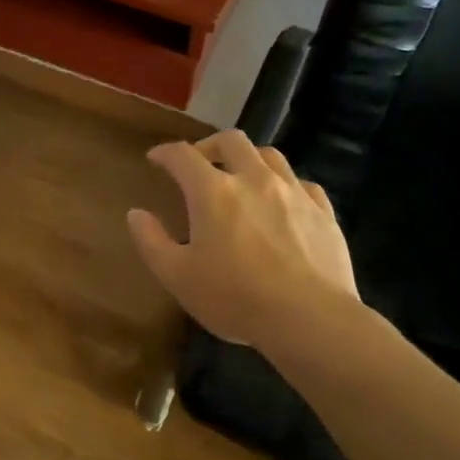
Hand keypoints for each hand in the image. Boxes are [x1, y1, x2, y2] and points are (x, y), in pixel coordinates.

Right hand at [127, 131, 358, 348]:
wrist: (309, 318)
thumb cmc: (234, 298)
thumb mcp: (177, 276)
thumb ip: (151, 241)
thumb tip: (136, 214)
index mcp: (213, 192)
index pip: (182, 156)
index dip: (165, 153)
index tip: (155, 160)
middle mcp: (254, 179)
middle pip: (231, 141)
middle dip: (210, 145)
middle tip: (200, 162)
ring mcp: (294, 193)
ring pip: (270, 155)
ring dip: (249, 159)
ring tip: (242, 177)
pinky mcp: (323, 212)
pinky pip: (302, 184)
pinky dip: (285, 185)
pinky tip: (283, 203)